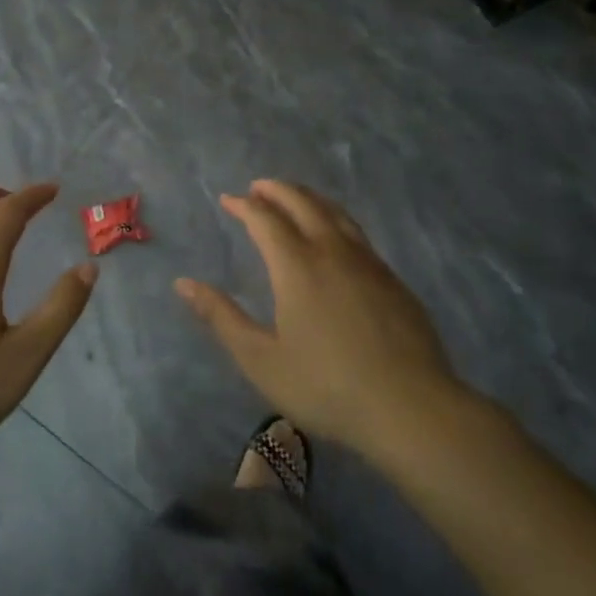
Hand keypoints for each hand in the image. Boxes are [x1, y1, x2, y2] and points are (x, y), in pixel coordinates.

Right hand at [175, 179, 471, 466]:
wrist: (412, 408)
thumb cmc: (327, 387)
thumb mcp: (261, 360)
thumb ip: (221, 317)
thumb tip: (183, 283)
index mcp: (297, 266)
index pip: (265, 219)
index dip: (244, 205)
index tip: (228, 199)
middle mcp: (333, 252)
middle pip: (303, 203)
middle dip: (277, 190)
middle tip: (258, 187)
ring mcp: (369, 263)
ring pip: (336, 213)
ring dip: (309, 199)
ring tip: (294, 198)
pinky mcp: (393, 280)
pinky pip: (357, 234)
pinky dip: (335, 220)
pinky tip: (335, 238)